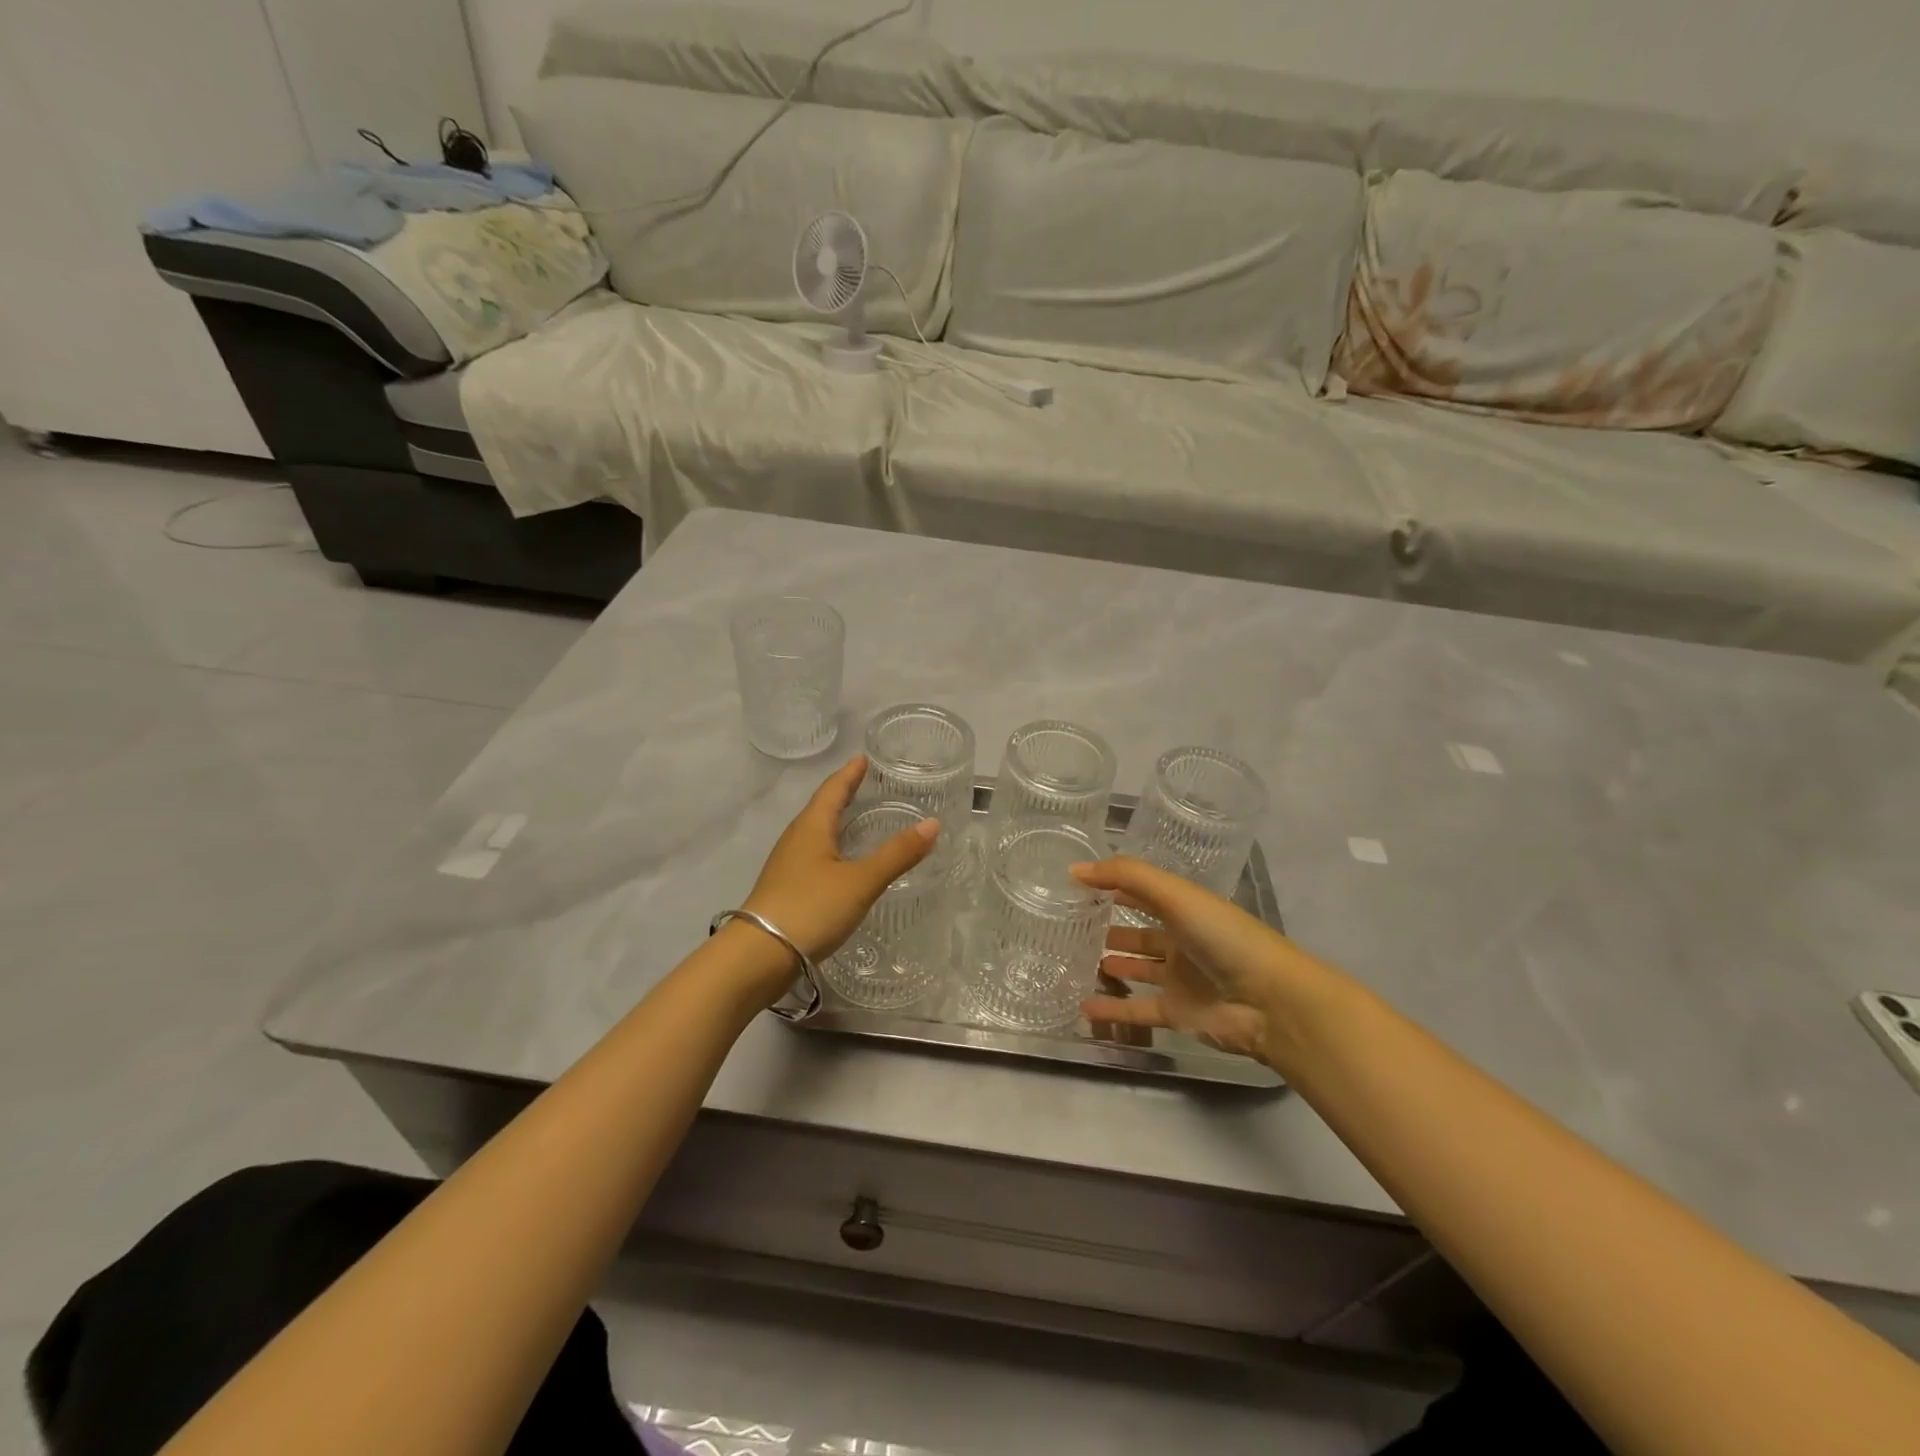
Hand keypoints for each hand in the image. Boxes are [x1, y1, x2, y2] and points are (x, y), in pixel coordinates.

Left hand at [742, 755, 940, 967]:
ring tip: (857, 820)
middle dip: (843, 795)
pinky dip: (832, 849)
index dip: (849, 774)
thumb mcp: (861, 881)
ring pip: (815, 833)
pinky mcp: (786, 889)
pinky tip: (842, 864)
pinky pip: (813, 856)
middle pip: (821, 808)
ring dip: (835, 822)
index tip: (862, 758)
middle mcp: (796, 839)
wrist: (759, 956)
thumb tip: (933, 823)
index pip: (833, 790)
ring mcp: (787, 865)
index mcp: (811, 827)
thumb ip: (897, 854)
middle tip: (865, 785)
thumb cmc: (811, 908)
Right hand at [1073, 857, 1318, 1065]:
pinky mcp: (1178, 1013)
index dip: (1115, 885)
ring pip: (1138, 970)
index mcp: (1186, 909)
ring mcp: (1180, 980)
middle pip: (1141, 932)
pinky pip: (1137, 1009)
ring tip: (1076, 962)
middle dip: (1112, 928)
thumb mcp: (1176, 895)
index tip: (1078, 884)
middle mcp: (1182, 941)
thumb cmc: (1224, 938)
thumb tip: (1075, 869)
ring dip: (1112, 966)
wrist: (1270, 1002)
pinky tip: (1083, 1006)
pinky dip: (1112, 1009)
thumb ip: (1126, 876)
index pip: (1144, 892)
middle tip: (1073, 927)